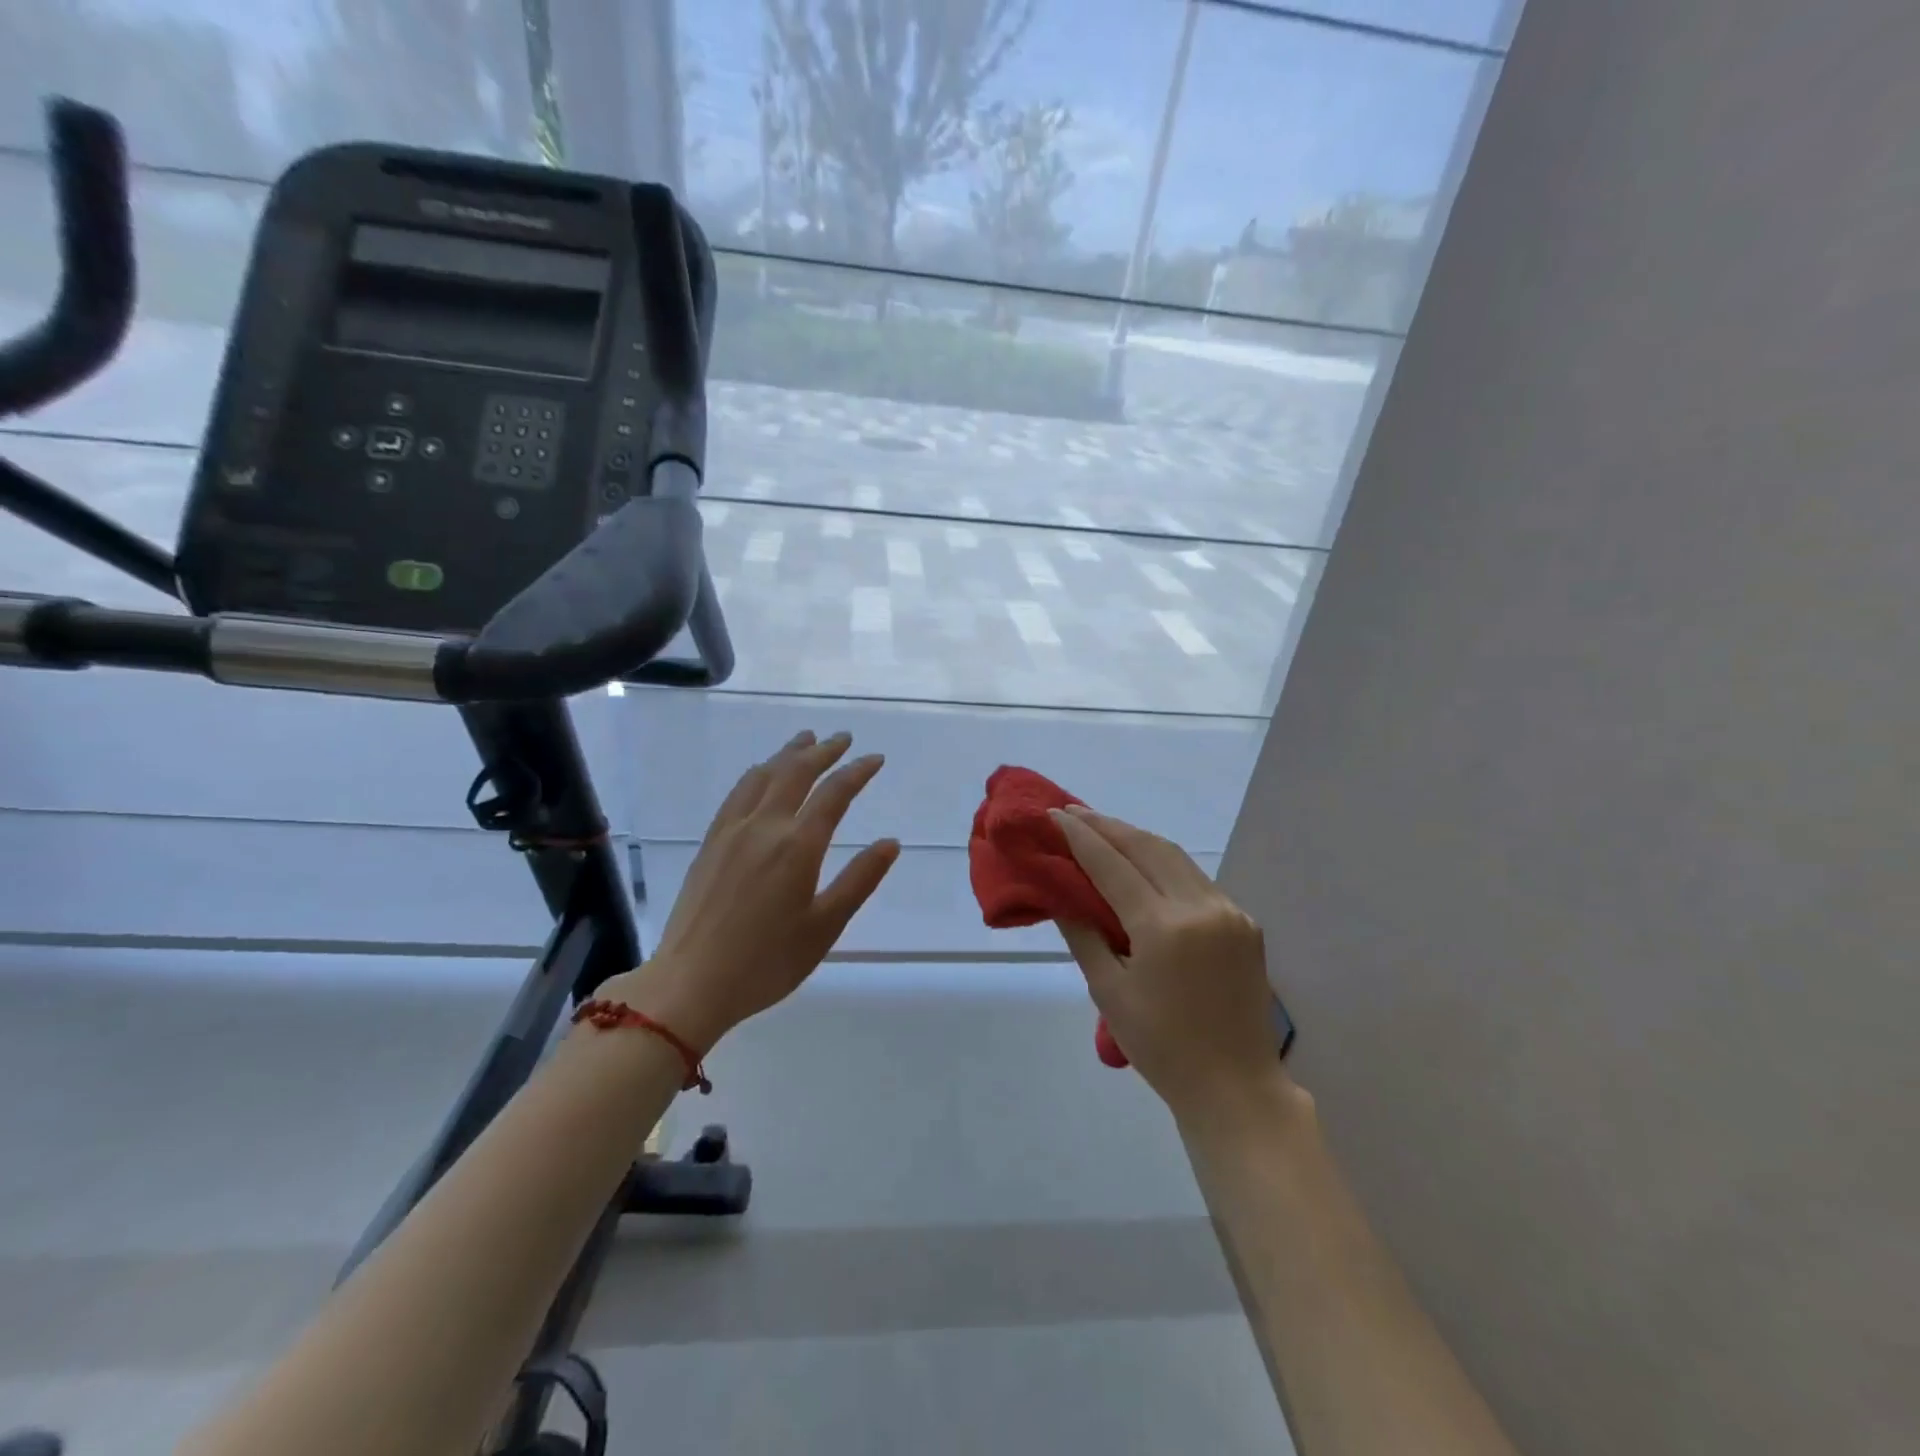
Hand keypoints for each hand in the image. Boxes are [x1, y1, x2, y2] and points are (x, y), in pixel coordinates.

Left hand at [600, 731, 899, 1051]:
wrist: (691, 982)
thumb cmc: (767, 962)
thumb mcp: (825, 926)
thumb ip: (859, 880)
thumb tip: (891, 842)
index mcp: (797, 846)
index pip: (834, 794)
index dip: (857, 772)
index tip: (875, 759)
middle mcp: (764, 827)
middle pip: (796, 772)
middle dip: (823, 751)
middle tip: (843, 738)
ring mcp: (732, 831)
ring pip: (763, 775)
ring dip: (788, 754)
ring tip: (805, 740)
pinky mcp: (710, 842)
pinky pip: (737, 792)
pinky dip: (757, 773)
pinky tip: (761, 774)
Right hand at [1051, 805, 1282, 1119]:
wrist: (1236, 1086)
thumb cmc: (1161, 1046)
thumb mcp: (1109, 991)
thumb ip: (1083, 935)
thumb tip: (1060, 895)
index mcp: (1163, 927)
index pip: (1112, 865)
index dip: (1080, 837)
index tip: (1054, 814)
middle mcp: (1200, 906)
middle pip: (1147, 847)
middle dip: (1108, 826)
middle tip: (1074, 813)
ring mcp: (1229, 911)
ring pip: (1175, 857)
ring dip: (1136, 839)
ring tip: (1103, 829)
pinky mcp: (1245, 922)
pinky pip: (1196, 879)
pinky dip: (1164, 863)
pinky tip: (1143, 864)